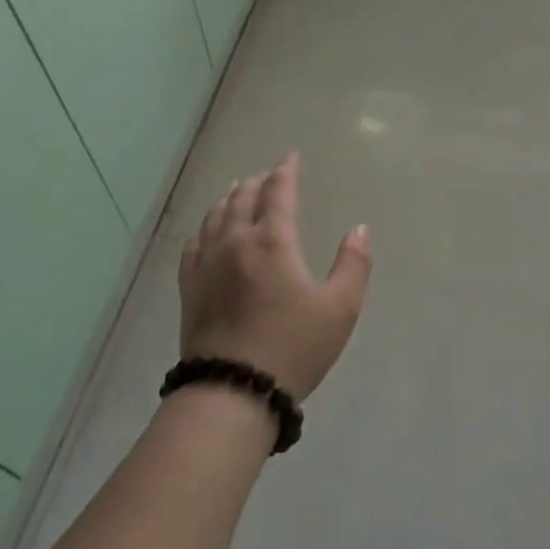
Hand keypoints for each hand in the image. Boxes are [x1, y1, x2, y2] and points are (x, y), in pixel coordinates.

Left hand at [178, 152, 371, 399]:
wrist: (233, 391)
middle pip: (243, 198)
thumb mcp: (340, 309)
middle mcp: (236, 241)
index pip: (279, 192)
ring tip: (237, 191)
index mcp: (273, 240)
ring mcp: (207, 263)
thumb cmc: (293, 348)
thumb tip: (359, 229)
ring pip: (216, 216)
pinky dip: (205, 227)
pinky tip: (207, 232)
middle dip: (258, 182)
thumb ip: (353, 264)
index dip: (287, 171)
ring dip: (230, 198)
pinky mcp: (190, 287)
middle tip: (268, 176)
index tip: (291, 157)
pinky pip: (194, 243)